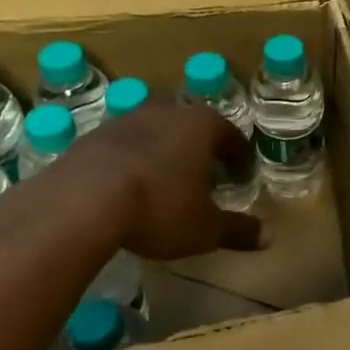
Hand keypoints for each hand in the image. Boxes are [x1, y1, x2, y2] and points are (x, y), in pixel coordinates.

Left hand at [35, 101, 263, 258]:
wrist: (80, 203)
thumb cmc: (159, 209)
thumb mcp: (205, 229)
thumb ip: (238, 230)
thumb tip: (269, 237)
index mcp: (201, 126)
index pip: (231, 135)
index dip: (239, 157)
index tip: (241, 176)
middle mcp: (166, 112)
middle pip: (191, 126)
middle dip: (200, 149)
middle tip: (204, 177)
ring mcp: (125, 121)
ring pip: (155, 132)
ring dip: (163, 152)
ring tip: (164, 182)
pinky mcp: (91, 137)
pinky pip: (122, 147)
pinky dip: (131, 162)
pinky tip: (128, 188)